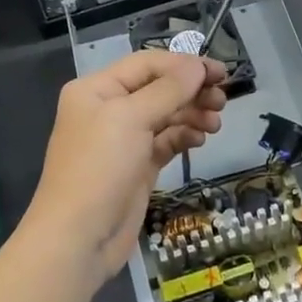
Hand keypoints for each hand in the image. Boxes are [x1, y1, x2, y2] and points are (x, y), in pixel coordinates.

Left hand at [19, 50, 227, 293]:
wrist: (79, 237)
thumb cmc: (100, 167)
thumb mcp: (132, 118)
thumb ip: (168, 89)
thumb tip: (197, 66)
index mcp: (97, 89)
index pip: (147, 64)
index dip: (184, 65)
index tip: (220, 72)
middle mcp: (108, 109)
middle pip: (158, 88)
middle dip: (191, 91)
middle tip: (222, 101)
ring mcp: (123, 140)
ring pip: (165, 115)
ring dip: (192, 114)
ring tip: (216, 124)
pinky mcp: (137, 166)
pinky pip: (165, 141)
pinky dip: (183, 137)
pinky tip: (200, 140)